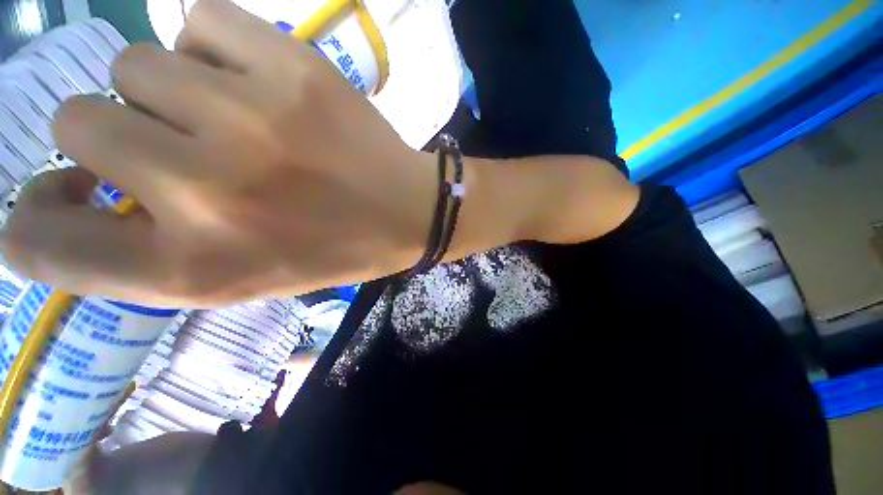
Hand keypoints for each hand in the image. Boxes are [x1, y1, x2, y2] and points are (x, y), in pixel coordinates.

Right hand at [1, 0, 434, 306]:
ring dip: (166, 91)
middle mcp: (202, 189)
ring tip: (232, 120)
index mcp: (193, 267)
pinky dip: (212, 50)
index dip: (33, 221)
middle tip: (180, 149)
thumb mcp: (245, 277)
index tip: (62, 200)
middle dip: (113, 133)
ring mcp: (247, 118)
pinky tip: (260, 85)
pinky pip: (201, 21)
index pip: (38, 245)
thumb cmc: (339, 249)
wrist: (409, 212)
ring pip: (132, 63)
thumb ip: (150, 254)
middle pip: (76, 118)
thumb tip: (76, 192)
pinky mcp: (292, 67)